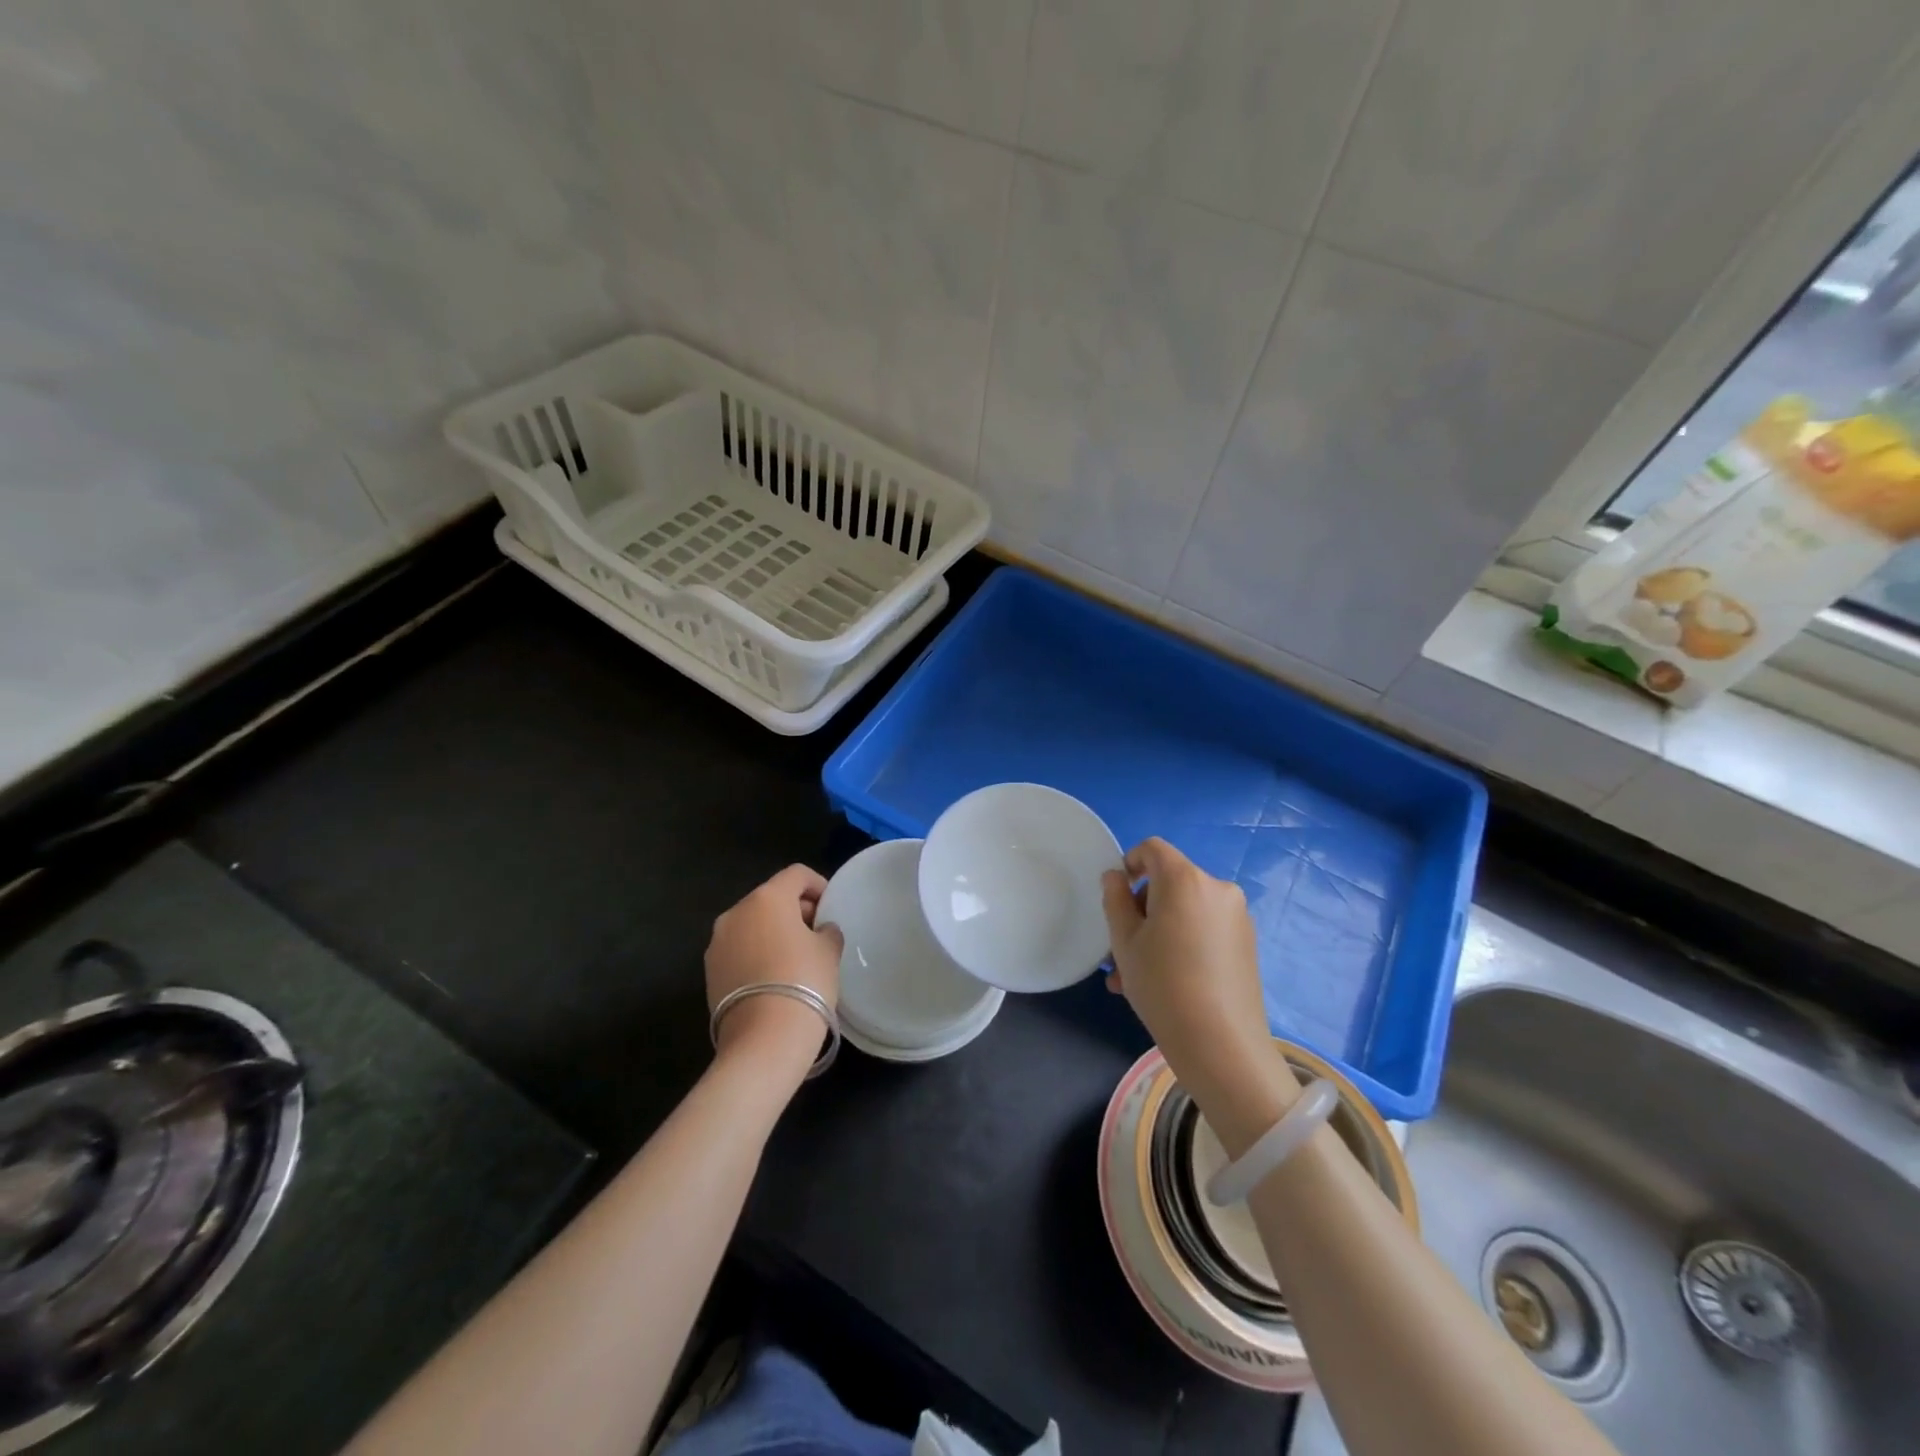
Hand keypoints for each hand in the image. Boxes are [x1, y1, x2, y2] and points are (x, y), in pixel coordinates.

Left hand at [705, 865, 842, 1076]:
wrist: (763, 1039)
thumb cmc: (804, 981)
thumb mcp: (829, 951)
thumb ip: (827, 931)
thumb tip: (820, 931)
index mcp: (767, 898)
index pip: (796, 874)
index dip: (818, 885)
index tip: (830, 907)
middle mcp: (736, 912)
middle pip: (770, 898)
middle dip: (795, 910)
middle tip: (817, 933)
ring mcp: (717, 943)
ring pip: (751, 925)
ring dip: (773, 932)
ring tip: (795, 958)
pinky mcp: (709, 972)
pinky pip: (739, 950)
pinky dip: (756, 954)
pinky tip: (774, 977)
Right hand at [1102, 838, 1298, 1153]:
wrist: (1221, 1045)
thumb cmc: (1163, 985)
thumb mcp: (1124, 942)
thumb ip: (1115, 900)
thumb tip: (1115, 877)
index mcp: (1185, 879)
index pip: (1153, 849)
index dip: (1130, 862)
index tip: (1116, 896)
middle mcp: (1217, 888)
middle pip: (1169, 883)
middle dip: (1141, 910)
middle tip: (1120, 952)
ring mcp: (1237, 917)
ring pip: (1184, 911)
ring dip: (1157, 933)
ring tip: (1135, 979)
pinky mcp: (1247, 943)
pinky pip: (1204, 929)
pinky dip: (1181, 943)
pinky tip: (1166, 983)